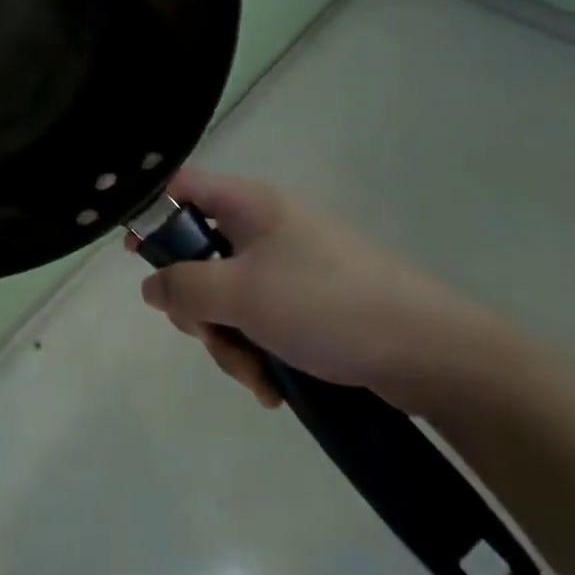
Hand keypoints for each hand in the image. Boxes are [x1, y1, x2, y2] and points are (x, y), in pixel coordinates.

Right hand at [138, 170, 500, 414]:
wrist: (435, 354)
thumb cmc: (327, 305)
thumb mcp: (241, 294)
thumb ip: (183, 286)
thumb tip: (151, 286)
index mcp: (248, 205)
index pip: (181, 188)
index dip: (152, 214)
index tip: (139, 258)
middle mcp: (265, 229)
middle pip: (198, 255)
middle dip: (198, 306)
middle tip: (211, 334)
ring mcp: (289, 269)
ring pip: (227, 298)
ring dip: (229, 341)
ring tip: (257, 377)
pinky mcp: (310, 306)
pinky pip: (261, 323)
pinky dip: (258, 353)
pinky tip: (275, 387)